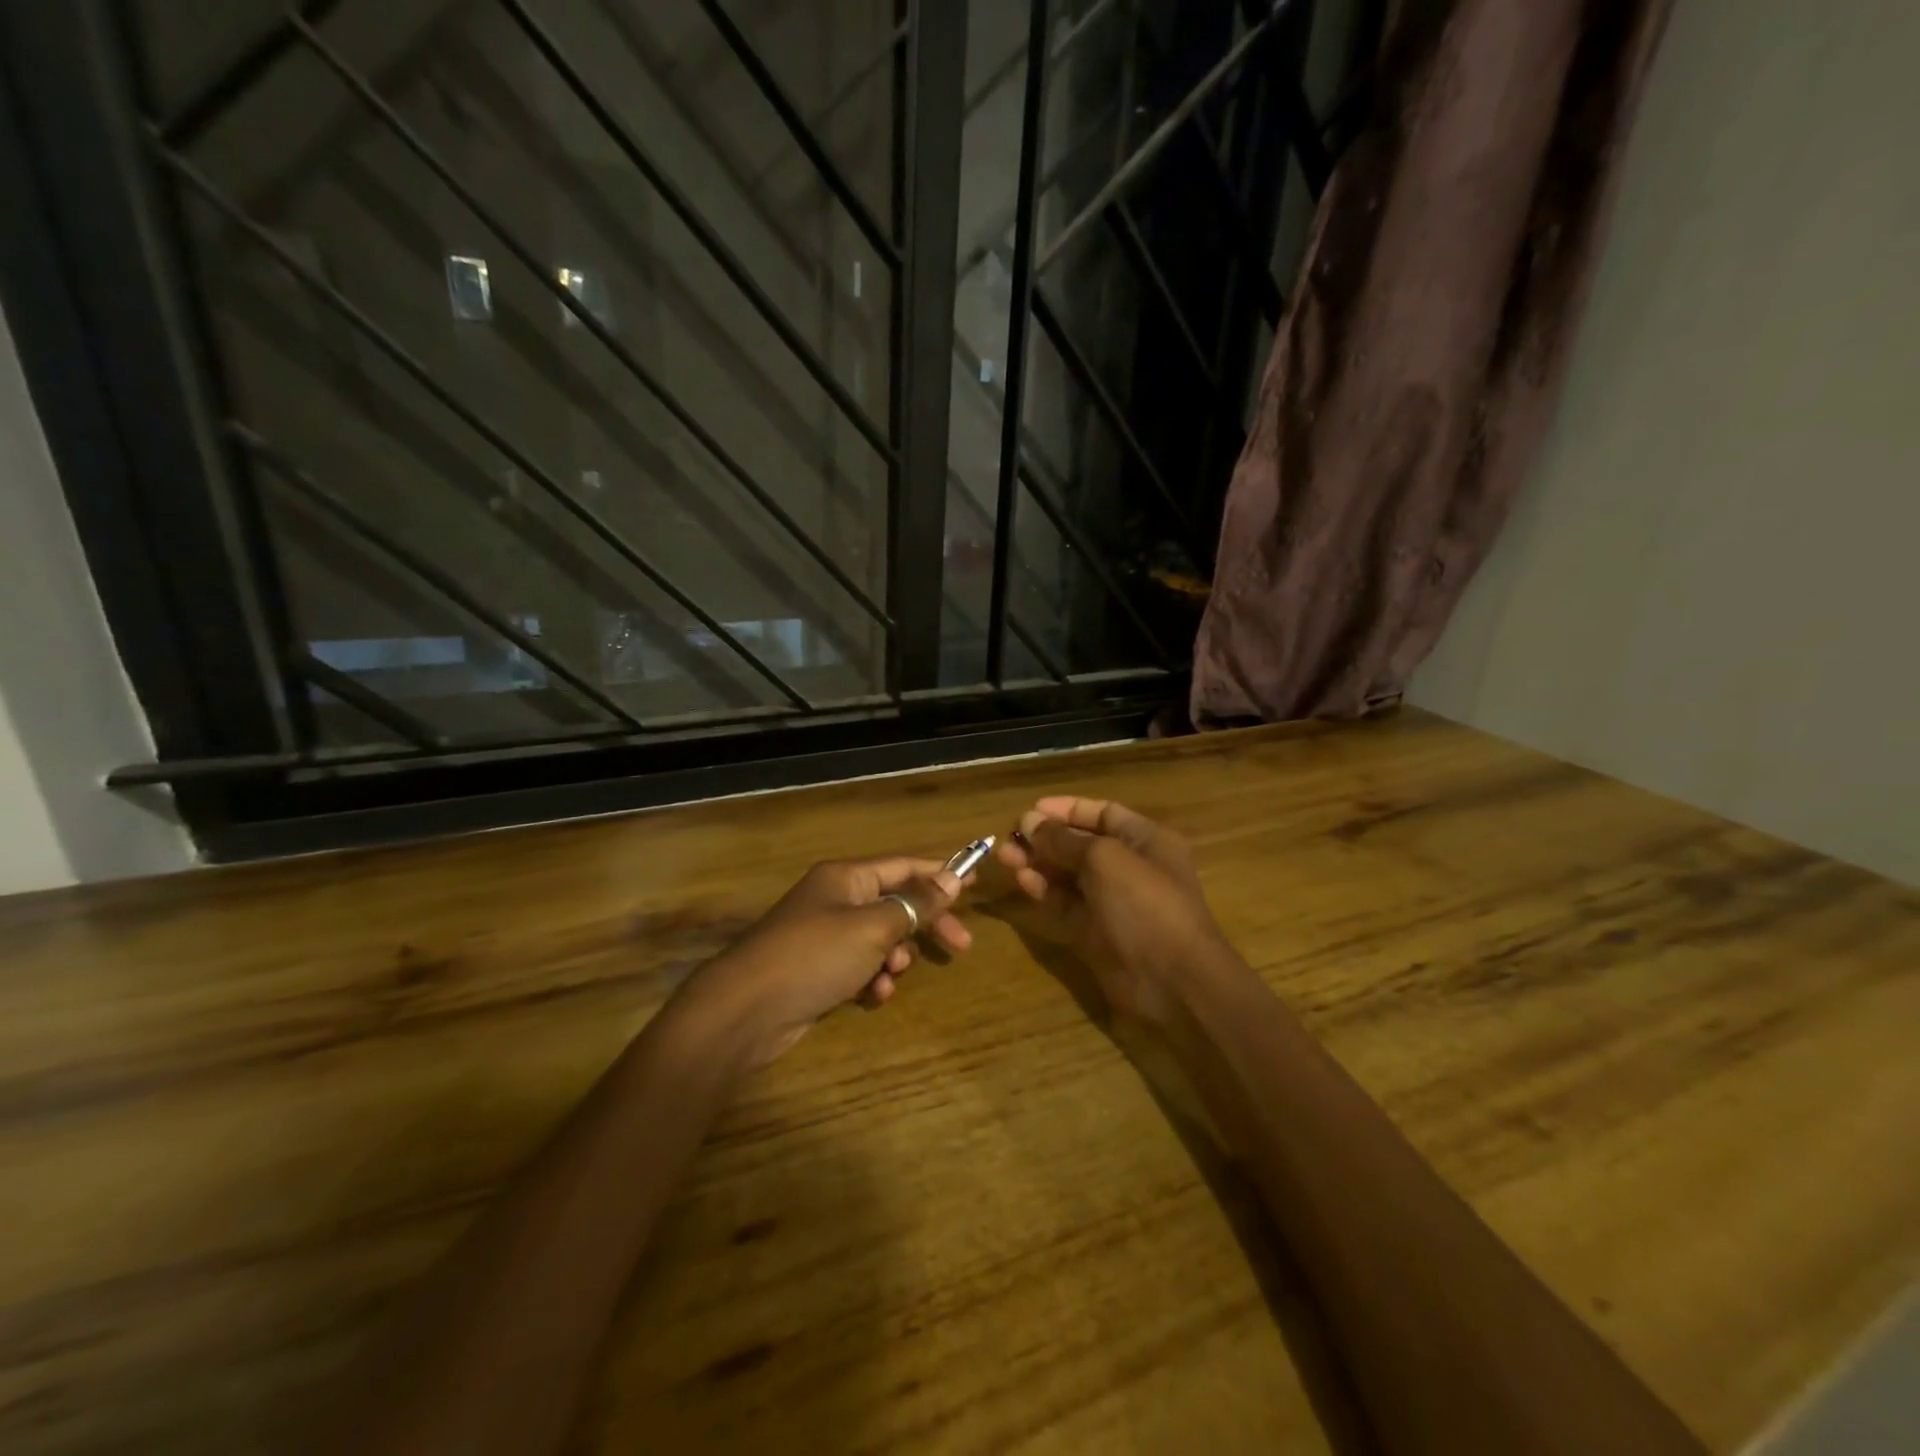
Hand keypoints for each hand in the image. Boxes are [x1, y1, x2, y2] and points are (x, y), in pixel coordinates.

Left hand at [675, 856, 973, 1071]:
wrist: (745, 1011)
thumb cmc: (814, 956)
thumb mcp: (874, 927)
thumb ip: (916, 904)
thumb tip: (952, 877)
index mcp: (847, 877)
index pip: (904, 865)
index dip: (940, 873)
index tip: (974, 885)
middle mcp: (837, 899)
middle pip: (897, 903)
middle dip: (926, 925)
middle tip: (961, 945)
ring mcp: (826, 935)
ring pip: (881, 939)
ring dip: (896, 957)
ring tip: (892, 975)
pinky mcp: (820, 970)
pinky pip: (861, 966)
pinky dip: (873, 979)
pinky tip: (873, 997)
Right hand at [994, 797, 1228, 1025]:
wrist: (1172, 981)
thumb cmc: (1144, 904)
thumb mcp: (1104, 859)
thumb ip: (1064, 839)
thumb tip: (1029, 821)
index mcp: (1146, 841)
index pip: (1103, 814)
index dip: (1067, 810)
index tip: (1031, 811)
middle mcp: (1130, 867)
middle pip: (1082, 845)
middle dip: (1047, 838)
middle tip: (1010, 837)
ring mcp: (1113, 902)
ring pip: (1069, 875)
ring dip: (1038, 863)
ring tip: (1004, 856)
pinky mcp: (1096, 932)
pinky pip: (1065, 904)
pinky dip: (1044, 890)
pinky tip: (1021, 880)